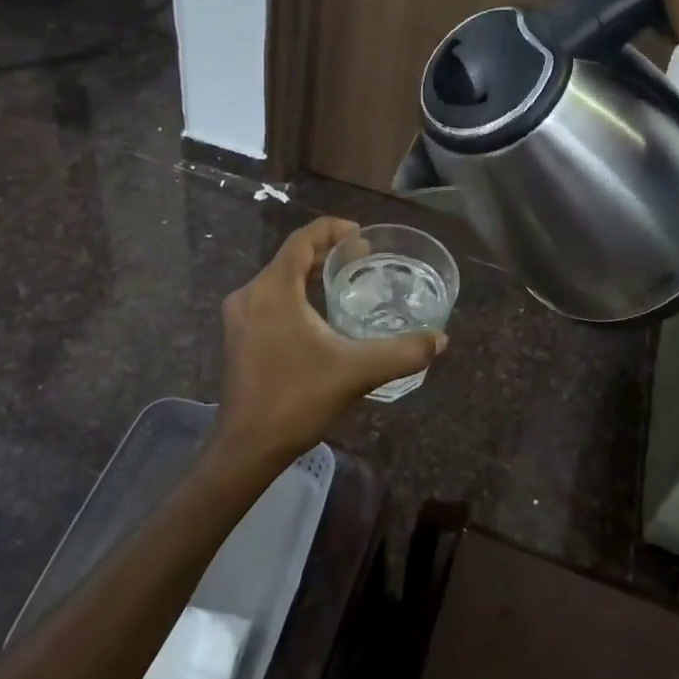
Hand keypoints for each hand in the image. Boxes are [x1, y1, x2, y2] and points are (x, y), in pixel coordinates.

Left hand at [212, 217, 446, 471]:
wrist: (247, 449)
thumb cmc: (298, 399)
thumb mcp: (357, 371)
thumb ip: (402, 352)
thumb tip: (441, 339)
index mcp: (272, 290)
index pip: (302, 240)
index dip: (332, 229)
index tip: (362, 236)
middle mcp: (250, 295)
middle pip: (290, 257)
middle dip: (326, 252)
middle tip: (362, 258)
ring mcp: (239, 317)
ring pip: (278, 279)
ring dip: (309, 274)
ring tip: (344, 281)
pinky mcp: (238, 338)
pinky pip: (270, 299)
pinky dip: (295, 294)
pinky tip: (318, 315)